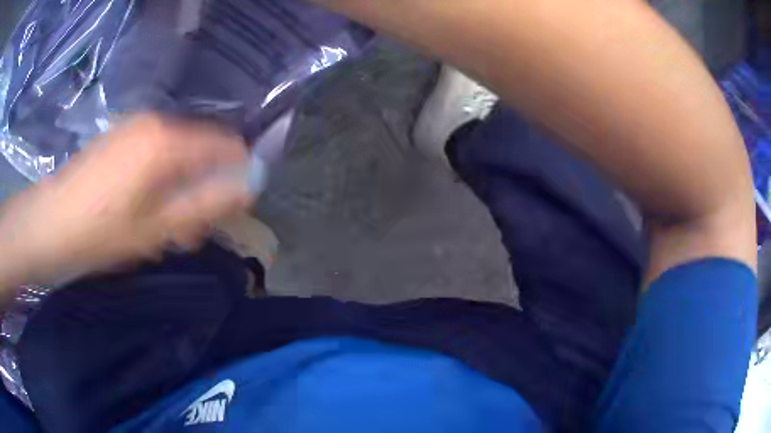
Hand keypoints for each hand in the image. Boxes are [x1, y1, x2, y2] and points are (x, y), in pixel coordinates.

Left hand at [0, 114, 251, 287]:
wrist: (49, 223)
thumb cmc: (101, 232)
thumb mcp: (158, 228)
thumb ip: (207, 204)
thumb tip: (249, 187)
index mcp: (167, 141)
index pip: (226, 144)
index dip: (237, 174)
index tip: (232, 209)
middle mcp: (155, 123)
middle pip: (201, 149)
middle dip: (205, 188)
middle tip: (190, 231)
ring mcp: (134, 127)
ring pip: (178, 154)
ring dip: (181, 188)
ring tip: (165, 226)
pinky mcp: (120, 137)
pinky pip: (155, 153)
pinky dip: (161, 180)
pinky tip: (144, 209)